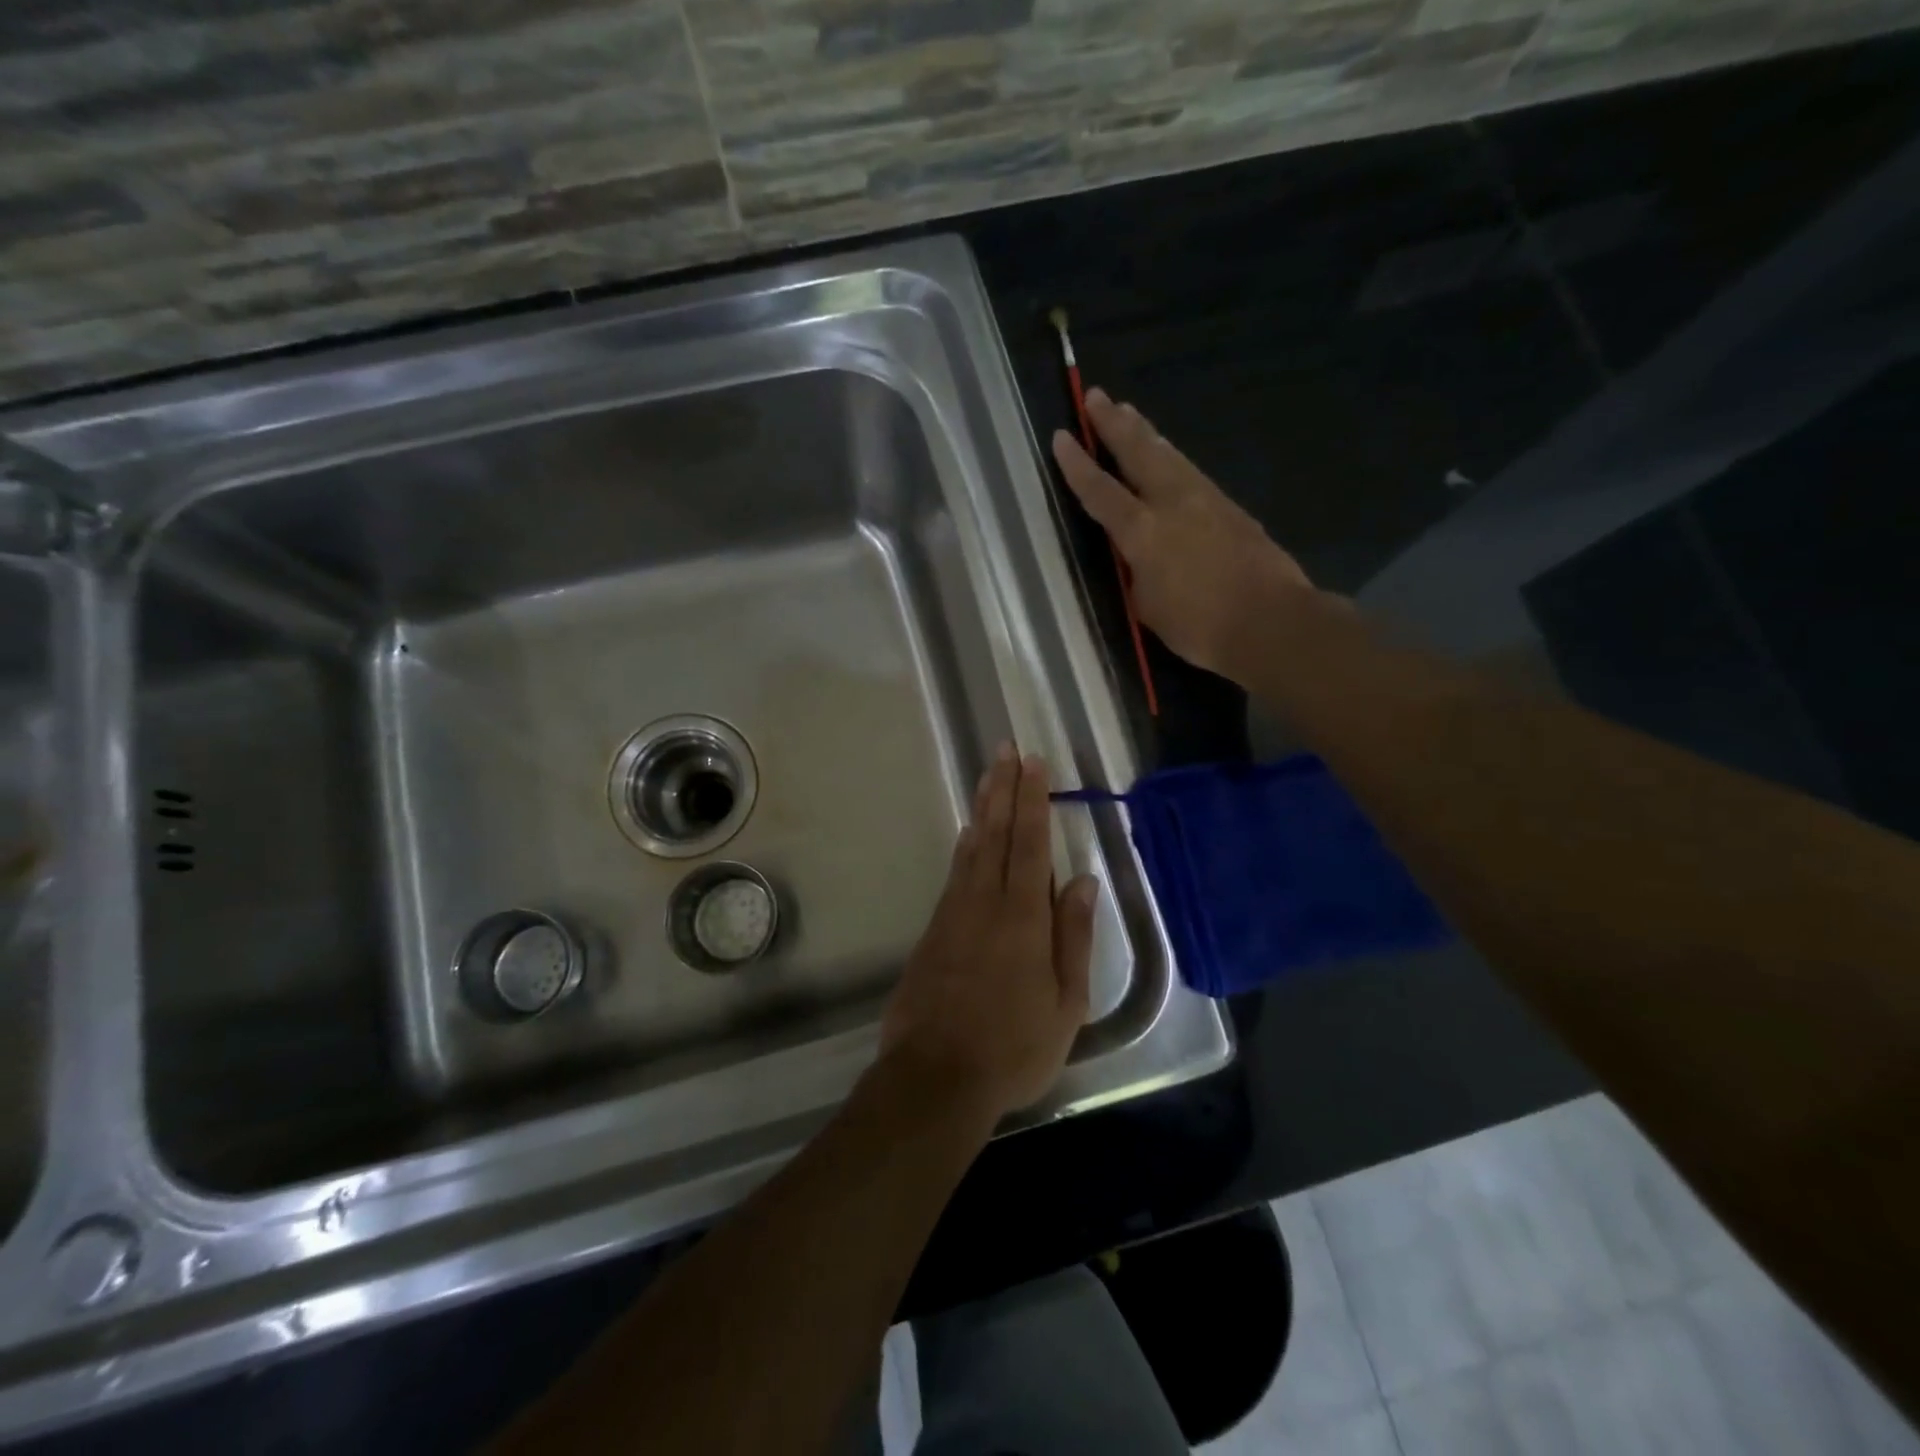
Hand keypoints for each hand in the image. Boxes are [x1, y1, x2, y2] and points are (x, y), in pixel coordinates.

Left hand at [880, 744, 1095, 1120]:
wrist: (935, 1076)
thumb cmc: (1014, 1046)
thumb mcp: (1066, 1002)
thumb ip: (1073, 936)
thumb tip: (1082, 881)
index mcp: (1023, 916)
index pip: (1030, 843)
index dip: (1033, 800)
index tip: (1033, 763)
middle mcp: (985, 902)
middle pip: (995, 833)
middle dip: (1002, 788)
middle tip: (1004, 750)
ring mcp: (954, 914)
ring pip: (972, 849)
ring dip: (982, 810)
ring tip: (989, 778)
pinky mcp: (934, 931)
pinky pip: (955, 875)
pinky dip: (965, 849)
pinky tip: (970, 837)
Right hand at [1052, 389, 1314, 681]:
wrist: (1270, 621)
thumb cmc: (1199, 626)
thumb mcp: (1149, 607)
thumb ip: (1138, 574)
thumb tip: (1141, 560)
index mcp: (1143, 532)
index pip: (1101, 491)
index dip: (1077, 465)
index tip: (1062, 436)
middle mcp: (1172, 503)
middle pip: (1138, 452)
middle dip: (1114, 424)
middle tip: (1096, 396)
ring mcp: (1206, 500)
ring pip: (1169, 455)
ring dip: (1146, 432)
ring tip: (1130, 413)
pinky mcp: (1231, 508)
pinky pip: (1192, 473)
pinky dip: (1172, 458)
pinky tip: (1170, 458)